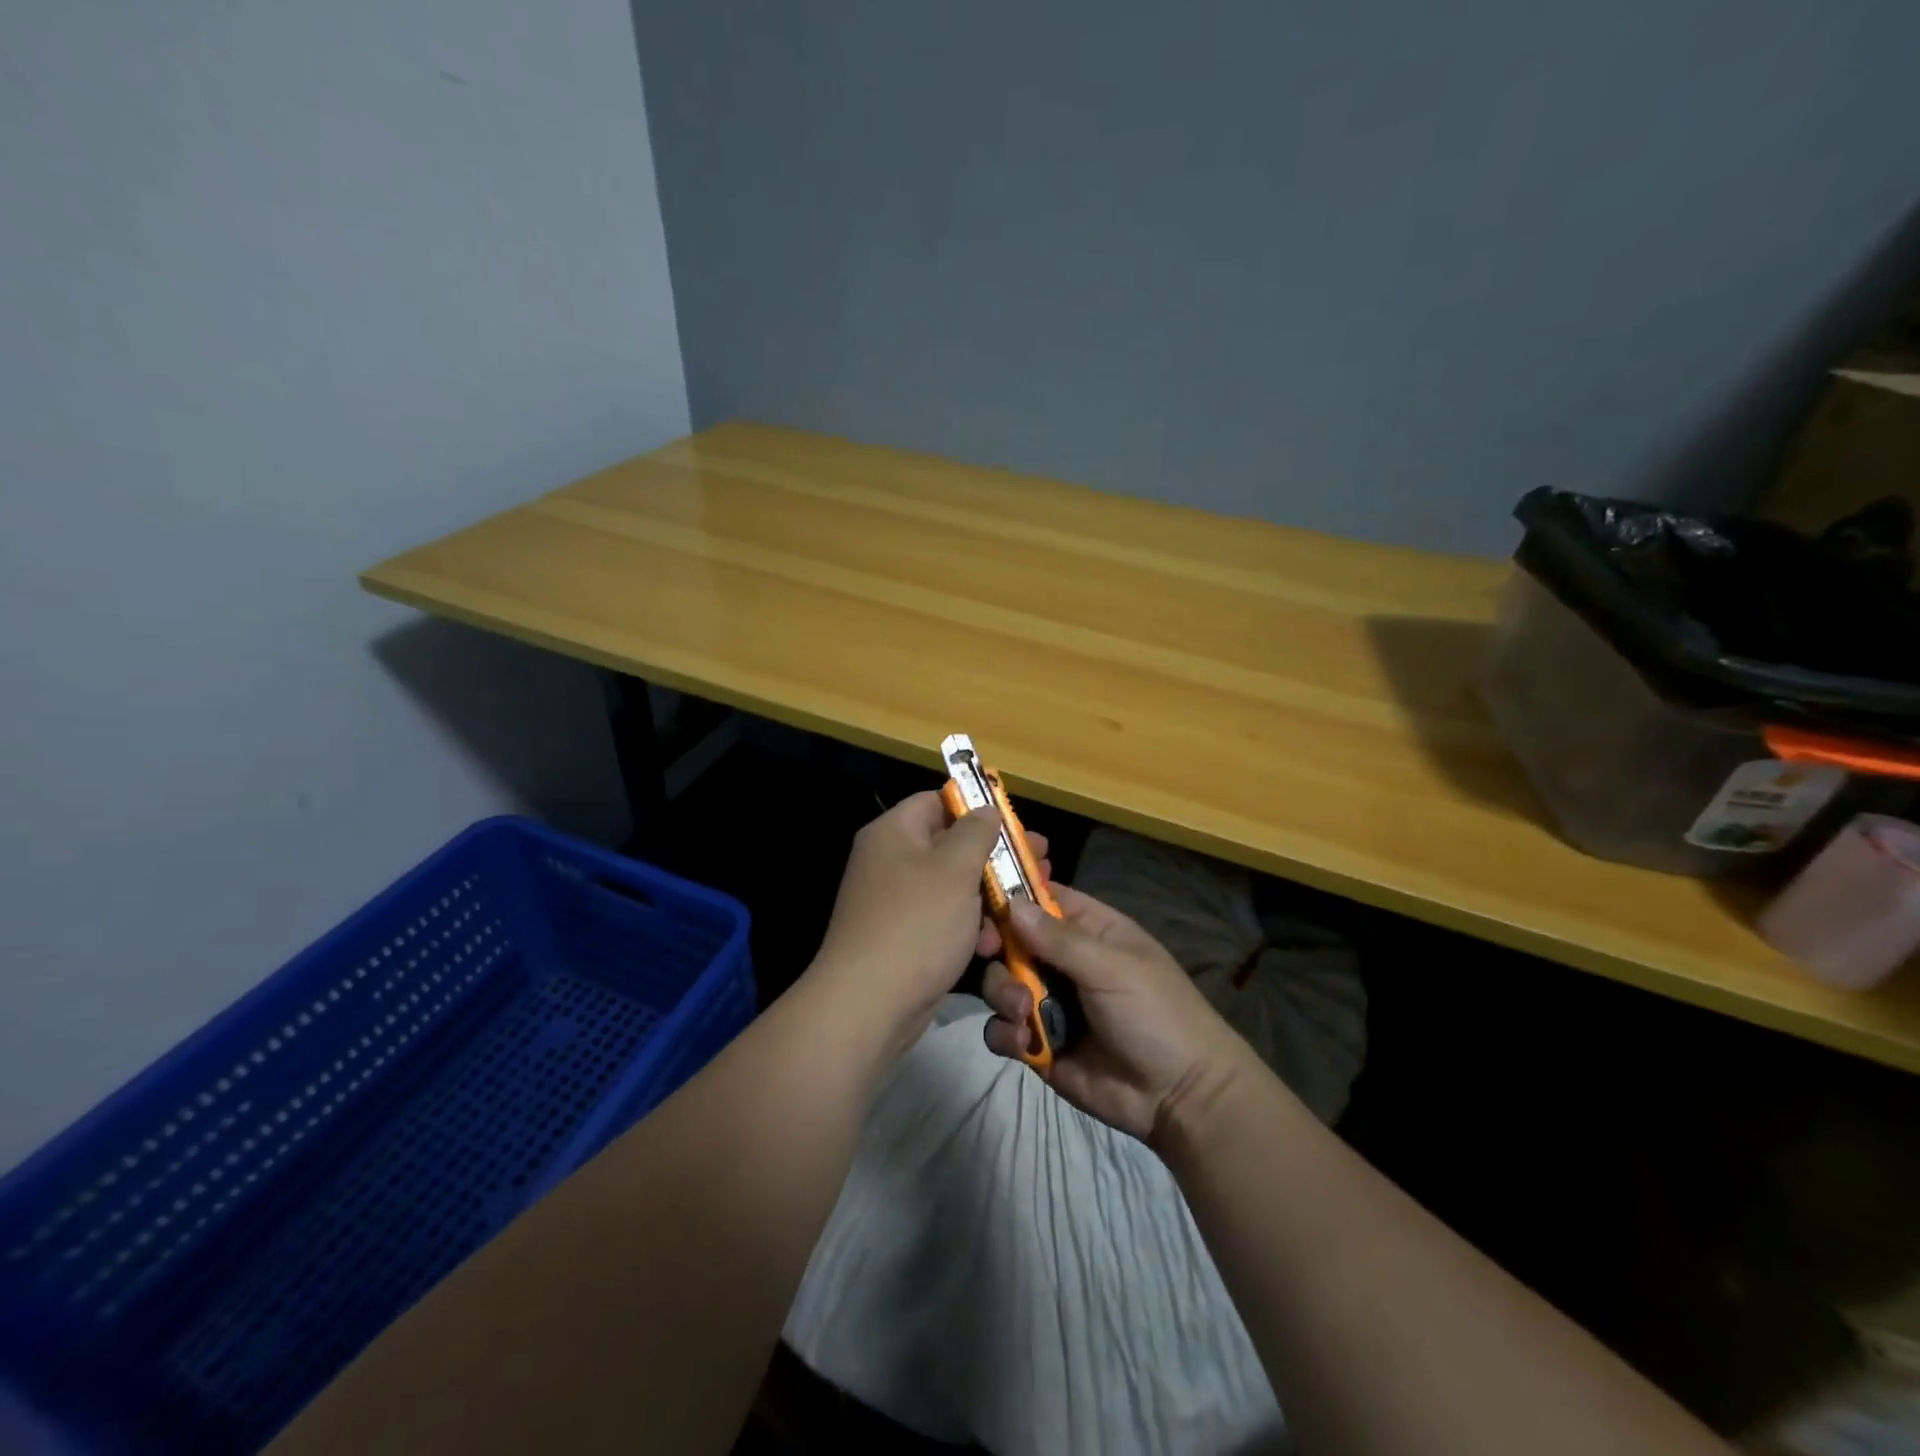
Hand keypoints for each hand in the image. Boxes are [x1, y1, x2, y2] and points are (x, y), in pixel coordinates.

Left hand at [809, 791, 1006, 1054]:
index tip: (1016, 824)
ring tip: (1024, 906)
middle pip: (950, 845)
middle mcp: (890, 861)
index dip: (977, 807)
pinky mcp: (903, 939)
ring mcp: (895, 902)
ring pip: (952, 886)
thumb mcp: (955, 868)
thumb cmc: (916, 924)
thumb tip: (986, 809)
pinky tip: (992, 944)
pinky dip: (968, 927)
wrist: (868, 1005)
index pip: (938, 801)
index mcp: (894, 832)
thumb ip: (976, 832)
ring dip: (988, 897)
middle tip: (1040, 864)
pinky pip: (943, 920)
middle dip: (996, 858)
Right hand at [981, 885, 1249, 1143]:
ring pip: (1001, 982)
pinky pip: (1002, 1028)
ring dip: (1003, 993)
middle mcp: (1062, 961)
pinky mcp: (1038, 1043)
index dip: (1011, 896)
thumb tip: (1011, 902)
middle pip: (1010, 939)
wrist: (1180, 1098)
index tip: (985, 903)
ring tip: (1024, 1013)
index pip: (1041, 898)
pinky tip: (1024, 1043)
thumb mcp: (1112, 968)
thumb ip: (1059, 939)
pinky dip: (1005, 1032)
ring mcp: (1048, 1001)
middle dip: (997, 948)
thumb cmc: (1156, 1014)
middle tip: (992, 955)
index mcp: (1088, 931)